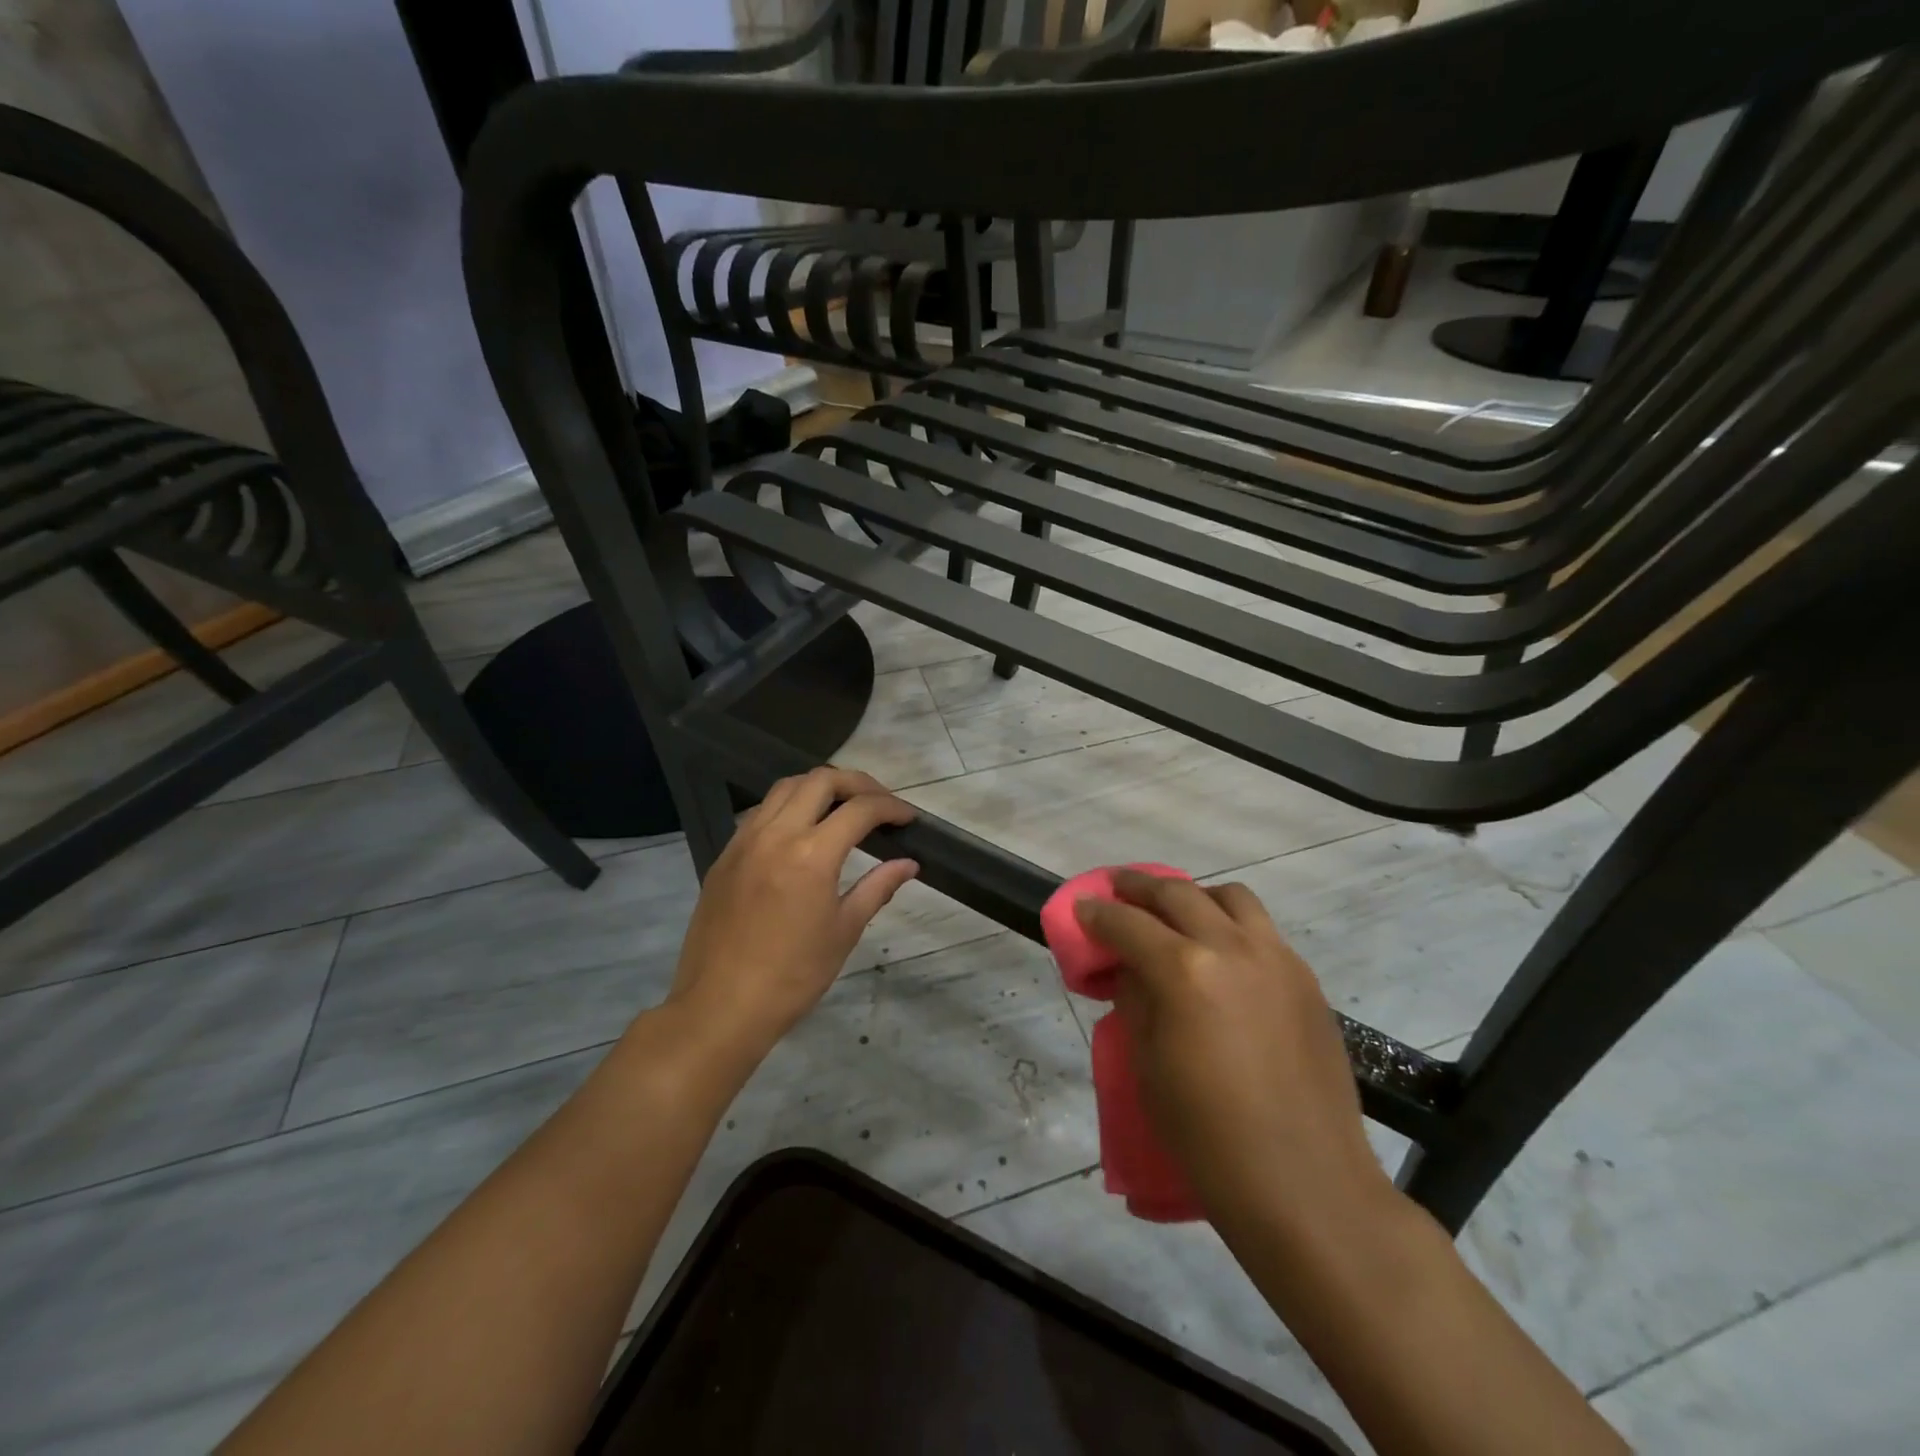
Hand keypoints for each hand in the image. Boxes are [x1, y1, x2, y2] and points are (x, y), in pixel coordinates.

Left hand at [668, 768, 917, 1059]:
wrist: (720, 1008)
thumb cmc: (793, 977)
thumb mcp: (843, 931)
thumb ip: (877, 887)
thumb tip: (908, 864)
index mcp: (811, 855)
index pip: (860, 809)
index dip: (891, 807)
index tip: (908, 818)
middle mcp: (776, 834)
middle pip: (820, 780)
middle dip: (857, 783)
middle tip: (879, 803)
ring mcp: (745, 841)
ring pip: (786, 787)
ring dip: (820, 787)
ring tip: (842, 808)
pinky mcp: (725, 855)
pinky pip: (761, 812)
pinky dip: (789, 806)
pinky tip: (802, 831)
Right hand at [1074, 870, 1391, 1232]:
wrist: (1306, 1185)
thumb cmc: (1209, 1137)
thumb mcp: (1149, 1066)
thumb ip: (1136, 1002)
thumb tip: (1132, 971)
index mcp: (1184, 972)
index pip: (1128, 924)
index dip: (1098, 914)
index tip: (1082, 908)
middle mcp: (1232, 949)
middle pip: (1177, 894)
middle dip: (1139, 887)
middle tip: (1118, 889)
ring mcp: (1277, 959)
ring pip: (1231, 897)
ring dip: (1194, 896)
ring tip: (1176, 915)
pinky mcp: (1306, 980)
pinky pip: (1262, 930)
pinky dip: (1232, 925)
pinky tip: (1221, 956)